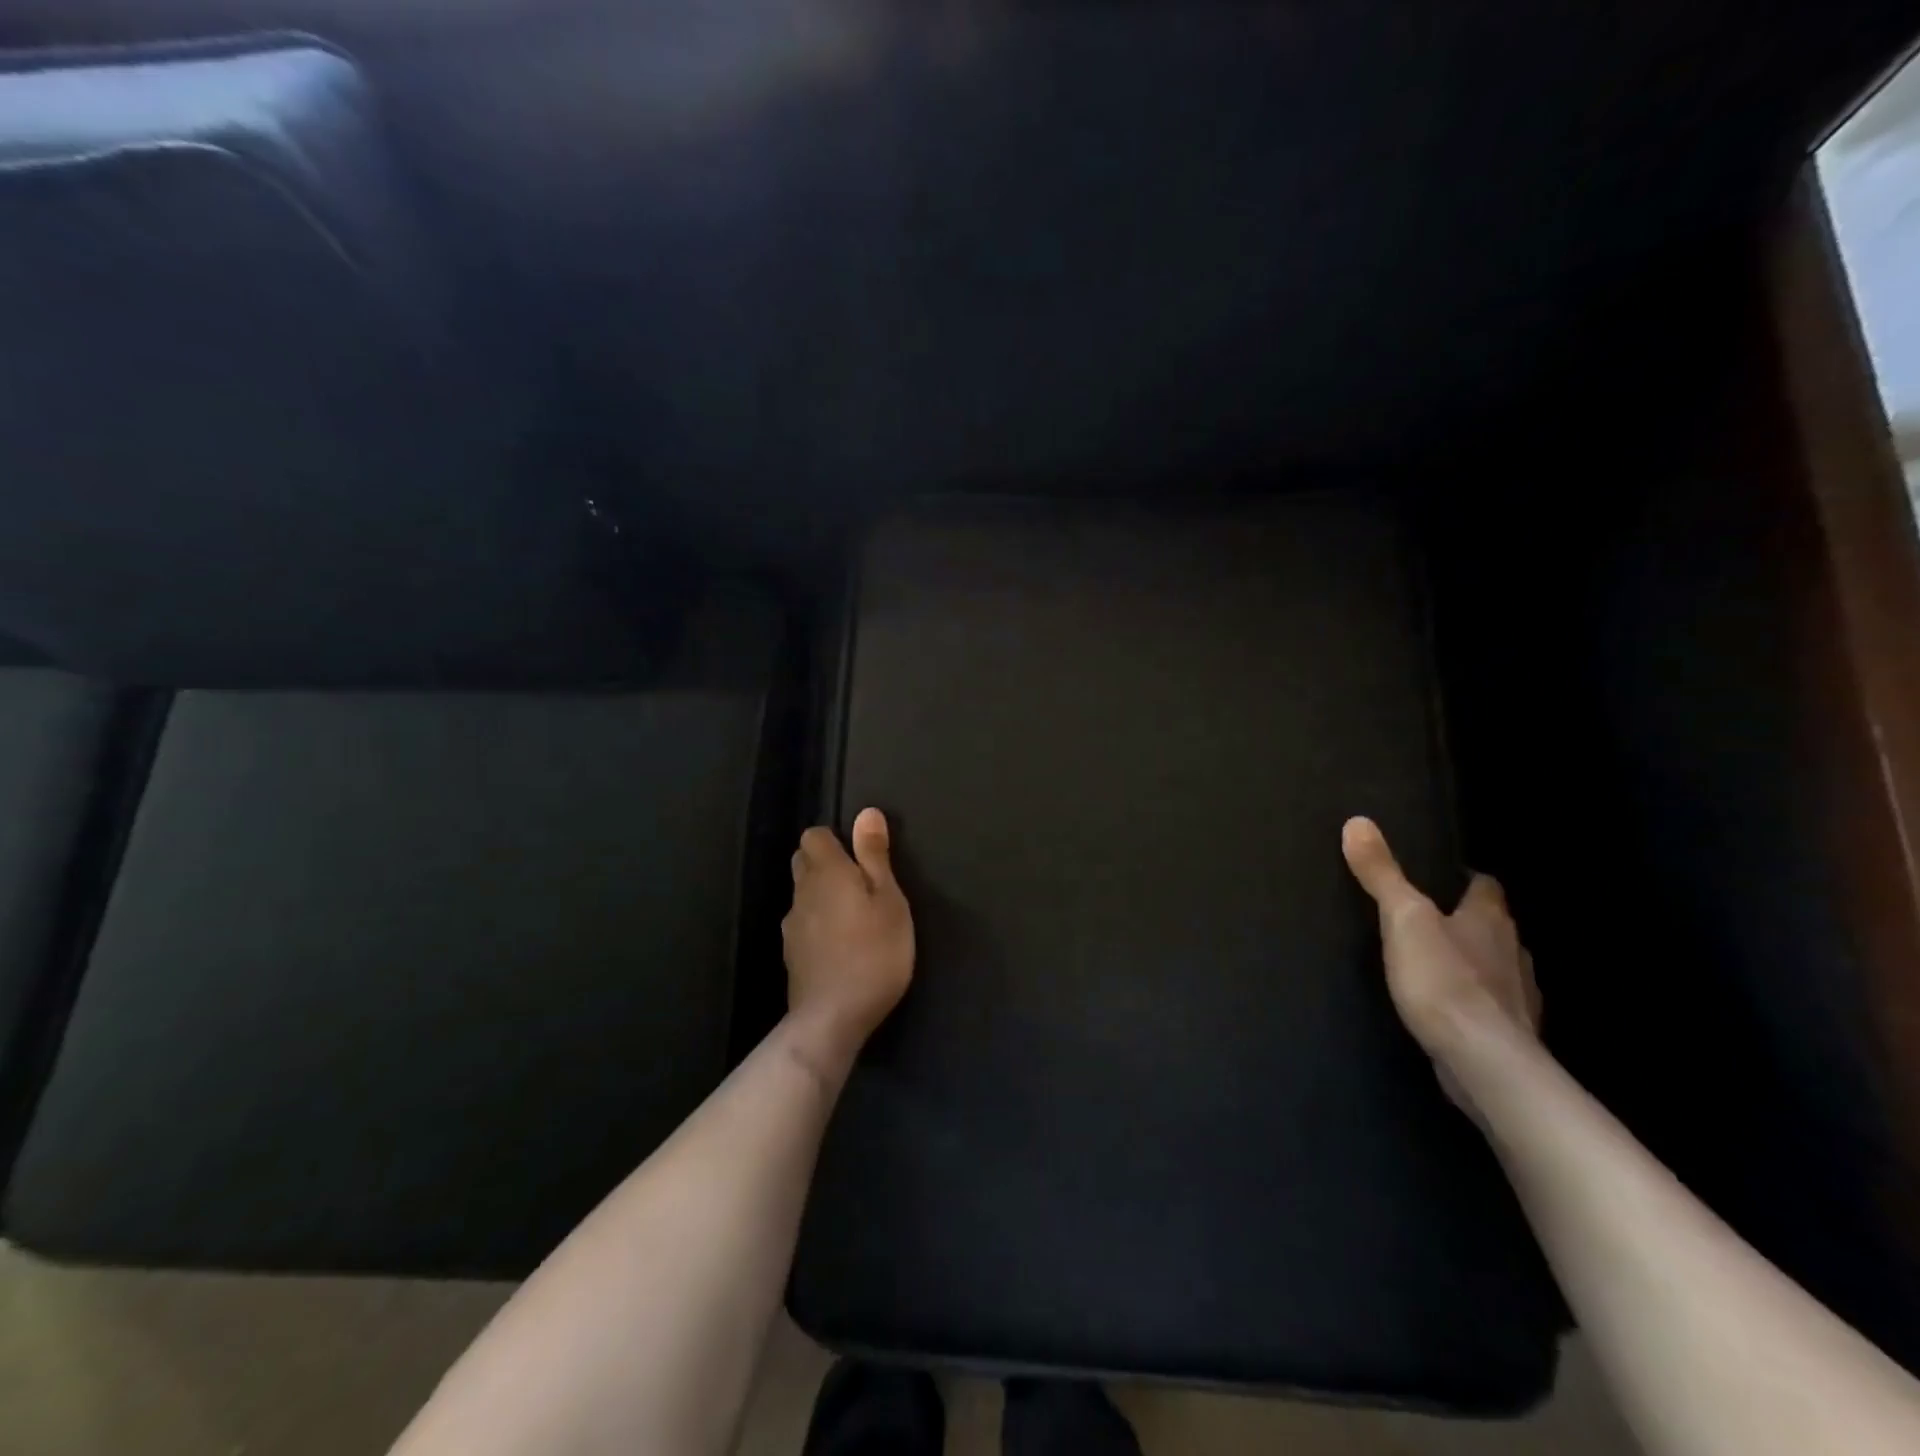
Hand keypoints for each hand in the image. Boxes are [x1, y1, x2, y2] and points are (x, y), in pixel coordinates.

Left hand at [782, 808, 915, 1068]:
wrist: (833, 1017)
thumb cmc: (874, 952)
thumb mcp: (889, 900)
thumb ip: (874, 856)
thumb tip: (866, 812)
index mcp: (826, 873)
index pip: (814, 835)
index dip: (835, 839)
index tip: (860, 857)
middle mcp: (801, 892)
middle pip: (803, 861)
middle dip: (825, 863)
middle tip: (860, 884)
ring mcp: (792, 925)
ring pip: (803, 895)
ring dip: (822, 896)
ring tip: (853, 917)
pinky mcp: (791, 954)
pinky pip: (803, 924)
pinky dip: (818, 925)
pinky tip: (839, 946)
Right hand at [1341, 816, 1540, 1078]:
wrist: (1483, 1061)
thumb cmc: (1443, 979)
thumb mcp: (1402, 918)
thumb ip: (1381, 874)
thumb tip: (1358, 822)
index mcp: (1489, 918)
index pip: (1485, 885)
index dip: (1465, 877)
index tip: (1441, 876)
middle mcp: (1513, 951)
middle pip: (1493, 925)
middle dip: (1468, 920)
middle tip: (1429, 918)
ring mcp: (1518, 995)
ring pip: (1497, 965)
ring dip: (1474, 961)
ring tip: (1437, 962)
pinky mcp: (1511, 1032)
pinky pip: (1493, 1004)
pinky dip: (1475, 1000)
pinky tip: (1451, 1008)